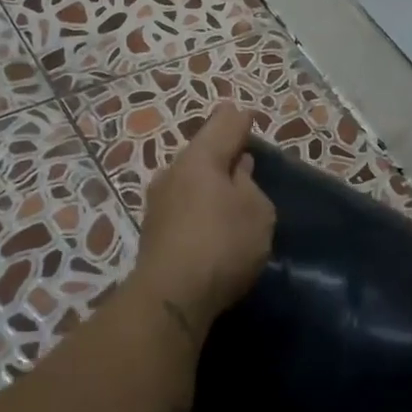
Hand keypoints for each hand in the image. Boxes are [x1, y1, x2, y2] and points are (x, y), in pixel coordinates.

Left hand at [134, 107, 275, 336]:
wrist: (171, 296)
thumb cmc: (223, 244)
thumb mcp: (257, 211)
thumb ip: (250, 185)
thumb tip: (237, 170)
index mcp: (201, 158)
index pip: (223, 126)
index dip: (238, 120)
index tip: (245, 115)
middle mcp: (173, 172)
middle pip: (202, 152)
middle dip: (222, 152)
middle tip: (241, 154)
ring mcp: (158, 202)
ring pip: (189, 180)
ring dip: (209, 181)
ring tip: (230, 189)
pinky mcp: (154, 230)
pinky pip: (183, 205)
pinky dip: (199, 204)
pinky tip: (210, 217)